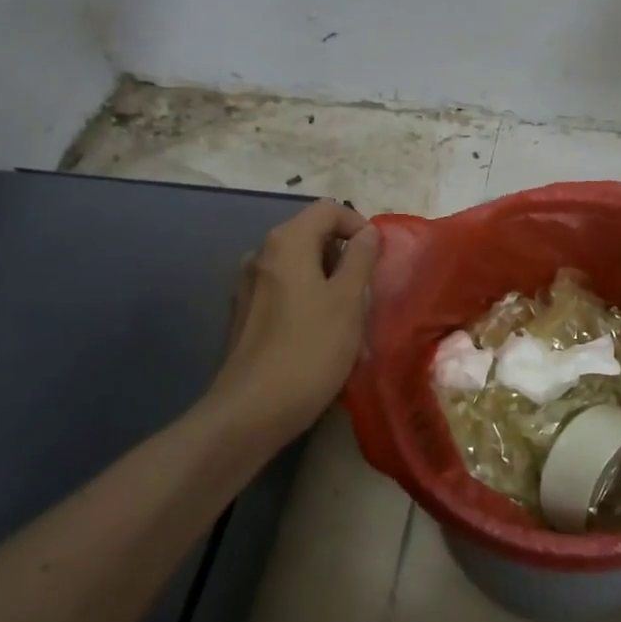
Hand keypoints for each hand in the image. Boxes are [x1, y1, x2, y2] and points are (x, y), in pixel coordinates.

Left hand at [208, 200, 380, 439]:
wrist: (250, 412)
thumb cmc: (309, 350)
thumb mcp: (348, 301)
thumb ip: (361, 259)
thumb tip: (367, 232)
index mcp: (286, 242)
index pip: (328, 209)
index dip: (358, 225)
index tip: (377, 258)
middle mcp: (261, 254)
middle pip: (312, 235)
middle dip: (344, 257)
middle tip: (365, 293)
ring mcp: (247, 285)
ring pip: (299, 266)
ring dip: (327, 281)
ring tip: (346, 318)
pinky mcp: (243, 315)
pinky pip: (283, 291)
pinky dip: (306, 299)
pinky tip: (317, 335)